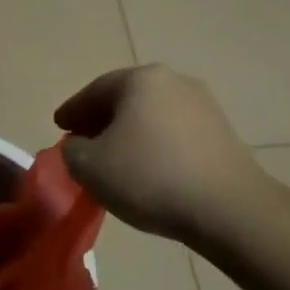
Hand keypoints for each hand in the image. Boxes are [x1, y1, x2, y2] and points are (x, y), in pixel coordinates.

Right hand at [55, 64, 272, 247]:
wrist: (229, 209)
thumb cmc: (150, 177)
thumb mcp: (90, 166)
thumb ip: (72, 150)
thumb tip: (80, 145)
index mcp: (140, 79)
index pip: (95, 90)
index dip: (72, 110)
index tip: (59, 127)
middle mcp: (174, 81)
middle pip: (126, 99)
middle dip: (102, 120)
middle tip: (83, 142)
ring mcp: (204, 106)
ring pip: (152, 116)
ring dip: (130, 133)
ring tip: (115, 161)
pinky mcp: (223, 134)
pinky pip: (175, 134)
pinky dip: (156, 146)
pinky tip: (149, 170)